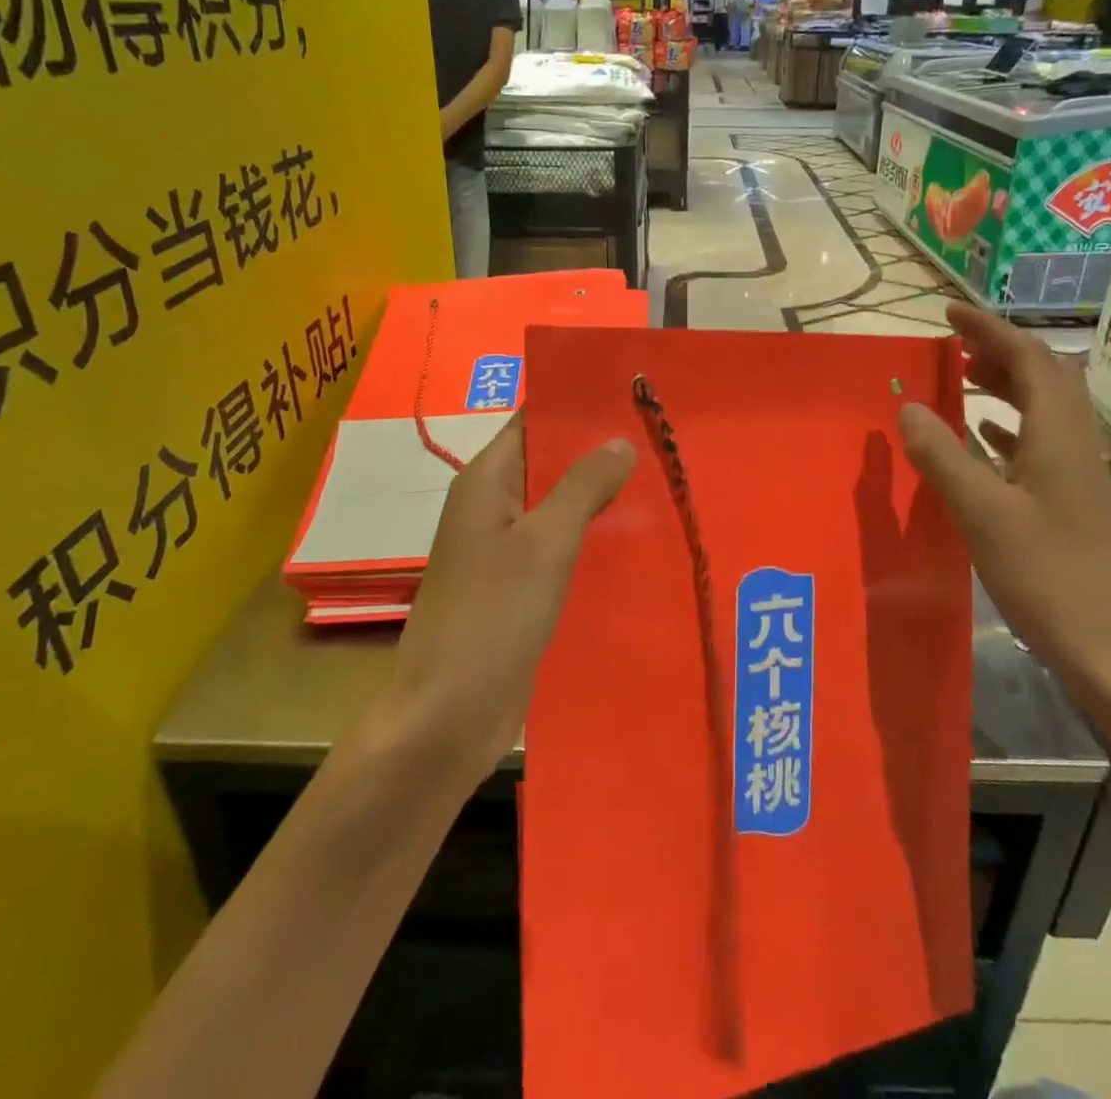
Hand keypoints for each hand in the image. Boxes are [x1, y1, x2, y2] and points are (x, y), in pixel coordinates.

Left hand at [383, 415, 634, 771]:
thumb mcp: (545, 542)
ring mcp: (504, 550)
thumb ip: (583, 486)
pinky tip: (637, 540)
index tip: (631, 395)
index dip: (577, 405)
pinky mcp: (518, 589)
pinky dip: (591, 540)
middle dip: (599, 452)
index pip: (533, 420)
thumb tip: (619, 440)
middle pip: (549, 464)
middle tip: (661, 438)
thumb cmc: (493, 616)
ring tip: (662, 481)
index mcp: (486, 481)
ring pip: (558, 508)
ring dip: (600, 498)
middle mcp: (492, 507)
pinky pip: (559, 549)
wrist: (448, 714)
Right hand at [898, 303, 1110, 739]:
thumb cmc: (1050, 578)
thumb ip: (943, 456)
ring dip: (1004, 385)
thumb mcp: (984, 514)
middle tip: (952, 344)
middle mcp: (1075, 444)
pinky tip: (981, 436)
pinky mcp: (1071, 503)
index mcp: (1059, 435)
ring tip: (960, 378)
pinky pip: (1038, 443)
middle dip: (999, 350)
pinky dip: (1007, 426)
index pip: (1029, 359)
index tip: (949, 312)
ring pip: (1042, 409)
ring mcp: (1077, 475)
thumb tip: (908, 406)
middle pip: (1044, 376)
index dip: (990, 329)